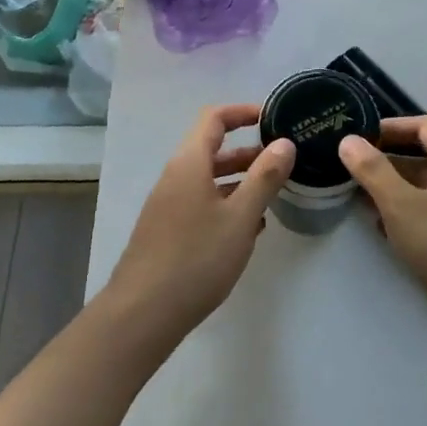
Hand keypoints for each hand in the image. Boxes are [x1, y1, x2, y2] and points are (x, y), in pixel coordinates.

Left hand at [101, 104, 295, 351]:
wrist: (142, 314)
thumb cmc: (196, 257)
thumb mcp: (240, 216)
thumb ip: (265, 177)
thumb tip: (284, 143)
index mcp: (189, 163)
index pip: (214, 118)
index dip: (242, 112)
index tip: (271, 118)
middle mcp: (175, 177)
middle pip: (212, 150)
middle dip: (248, 152)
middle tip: (282, 162)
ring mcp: (168, 205)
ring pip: (208, 180)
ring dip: (240, 182)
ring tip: (272, 197)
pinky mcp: (167, 231)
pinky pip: (201, 204)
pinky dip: (226, 206)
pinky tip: (248, 230)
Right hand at [339, 117, 426, 319]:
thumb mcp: (401, 206)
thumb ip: (373, 171)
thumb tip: (348, 140)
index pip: (425, 124)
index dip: (392, 126)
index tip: (363, 135)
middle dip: (391, 159)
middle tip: (358, 166)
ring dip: (399, 187)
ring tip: (364, 197)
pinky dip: (413, 210)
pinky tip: (389, 228)